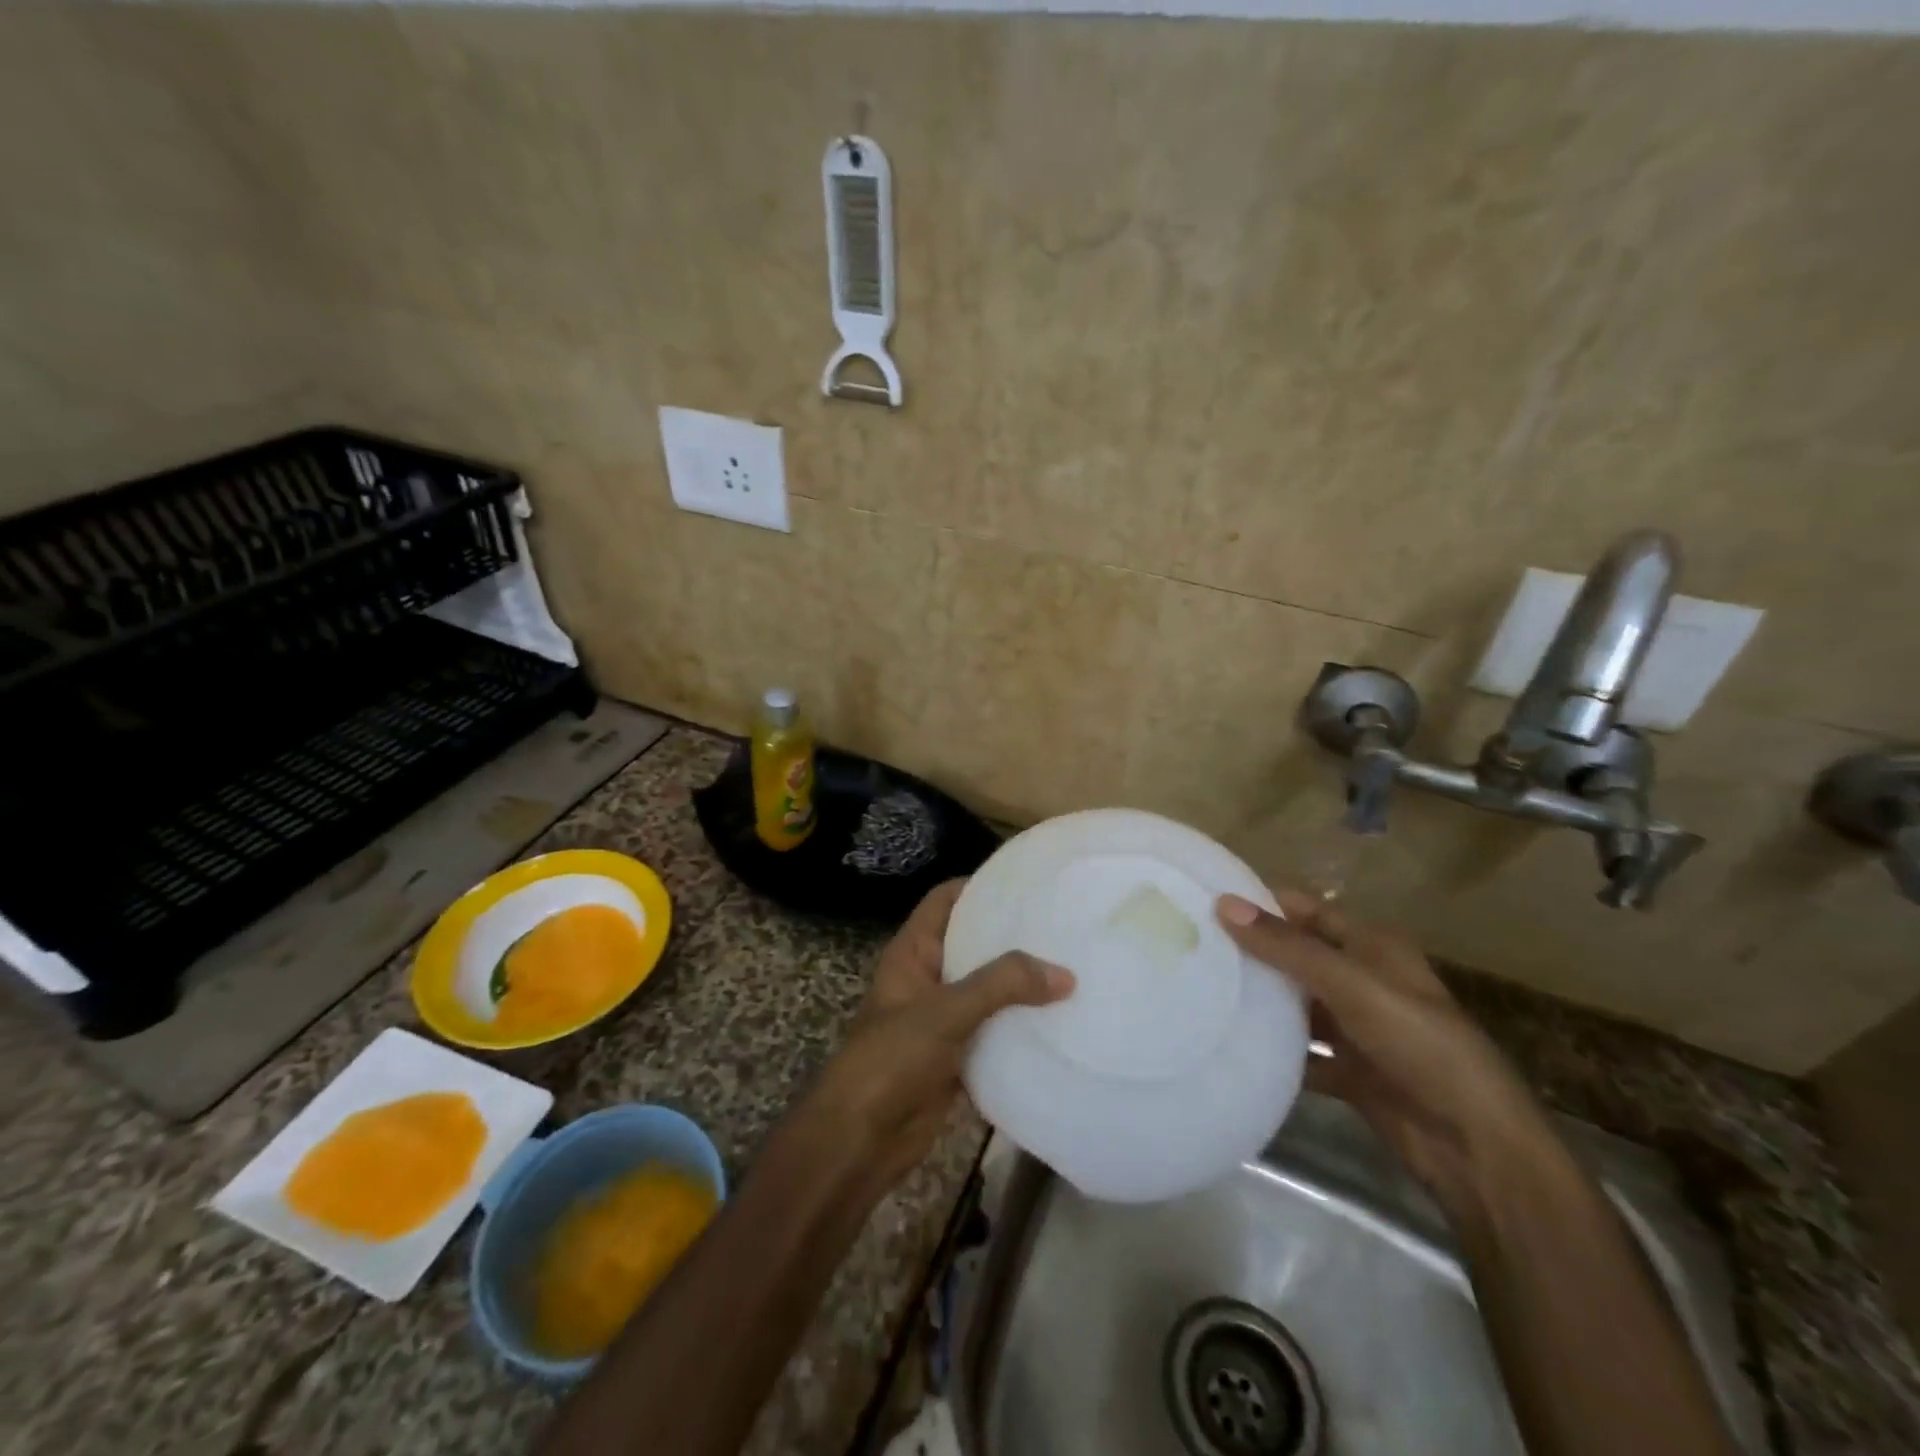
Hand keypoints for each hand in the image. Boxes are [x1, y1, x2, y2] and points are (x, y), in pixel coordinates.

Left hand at [809, 880, 1074, 1193]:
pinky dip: (1020, 1029)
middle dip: (1013, 937)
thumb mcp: (946, 1011)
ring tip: (1074, 970)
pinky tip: (1060, 1024)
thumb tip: (1065, 974)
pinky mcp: (956, 1057)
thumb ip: (1002, 985)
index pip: (946, 900)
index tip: (1027, 883)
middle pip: (973, 944)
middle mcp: (928, 978)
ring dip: (1022, 986)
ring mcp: (942, 1019)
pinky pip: (994, 1032)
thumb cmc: (892, 1058)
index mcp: (913, 952)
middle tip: (1064, 927)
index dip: (980, 885)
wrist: (861, 1139)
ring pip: (988, 991)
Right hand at [1217, 887, 1553, 1205]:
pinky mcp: (1350, 1071)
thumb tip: (1223, 904)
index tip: (1206, 900)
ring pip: (1297, 1005)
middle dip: (1253, 952)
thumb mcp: (1352, 985)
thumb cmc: (1420, 1045)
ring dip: (1262, 1001)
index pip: (1306, 910)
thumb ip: (1288, 947)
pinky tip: (1233, 1044)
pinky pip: (1302, 1053)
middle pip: (1298, 956)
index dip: (1262, 902)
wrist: (1475, 1147)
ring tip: (1200, 990)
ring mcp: (1357, 1028)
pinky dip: (1275, 1050)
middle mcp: (1364, 980)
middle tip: (1192, 946)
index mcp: (1373, 947)